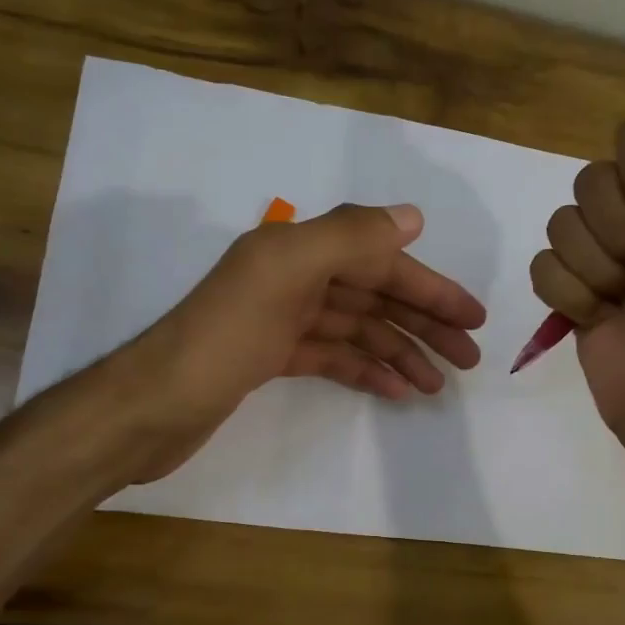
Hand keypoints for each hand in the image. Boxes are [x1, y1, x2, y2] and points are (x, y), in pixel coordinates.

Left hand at [119, 202, 485, 480]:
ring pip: (357, 328)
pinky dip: (364, 369)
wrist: (151, 408)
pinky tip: (394, 391)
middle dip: (423, 323)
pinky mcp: (271, 359)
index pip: (380, 260)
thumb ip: (348, 237)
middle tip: (469, 358)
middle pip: (374, 294)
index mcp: (297, 250)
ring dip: (400, 352)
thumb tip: (411, 216)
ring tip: (437, 384)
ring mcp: (281, 320)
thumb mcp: (285, 274)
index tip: (473, 319)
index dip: (429, 287)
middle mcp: (291, 277)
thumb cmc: (222, 340)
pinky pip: (332, 356)